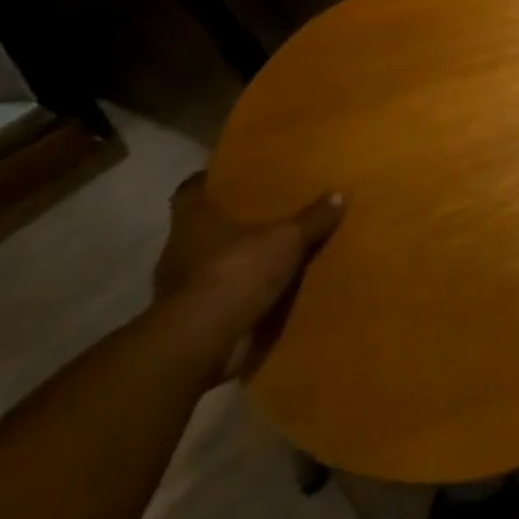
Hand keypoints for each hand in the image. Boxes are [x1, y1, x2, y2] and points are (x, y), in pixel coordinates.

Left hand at [153, 175, 343, 379]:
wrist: (203, 341)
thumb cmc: (236, 271)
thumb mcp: (286, 239)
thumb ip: (311, 219)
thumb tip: (339, 194)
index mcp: (193, 222)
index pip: (189, 192)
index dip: (205, 182)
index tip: (224, 177)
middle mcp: (179, 251)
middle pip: (199, 230)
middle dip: (226, 225)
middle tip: (259, 214)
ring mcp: (181, 290)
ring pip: (208, 267)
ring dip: (232, 264)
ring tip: (267, 256)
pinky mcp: (192, 322)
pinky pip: (218, 301)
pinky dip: (236, 298)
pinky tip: (263, 294)